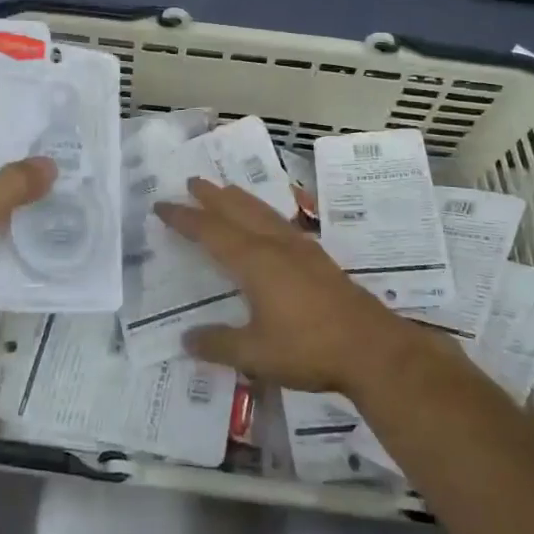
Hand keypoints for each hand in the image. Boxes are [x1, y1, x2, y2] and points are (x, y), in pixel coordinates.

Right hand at [154, 178, 427, 394]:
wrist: (371, 348)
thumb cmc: (308, 348)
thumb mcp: (254, 353)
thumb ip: (218, 344)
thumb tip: (186, 339)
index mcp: (254, 261)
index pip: (210, 232)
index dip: (184, 218)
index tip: (161, 206)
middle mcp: (275, 245)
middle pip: (238, 211)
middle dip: (212, 196)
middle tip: (193, 181)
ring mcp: (301, 248)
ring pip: (263, 213)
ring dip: (240, 199)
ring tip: (227, 190)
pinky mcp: (319, 258)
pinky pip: (282, 223)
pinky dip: (264, 214)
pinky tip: (269, 223)